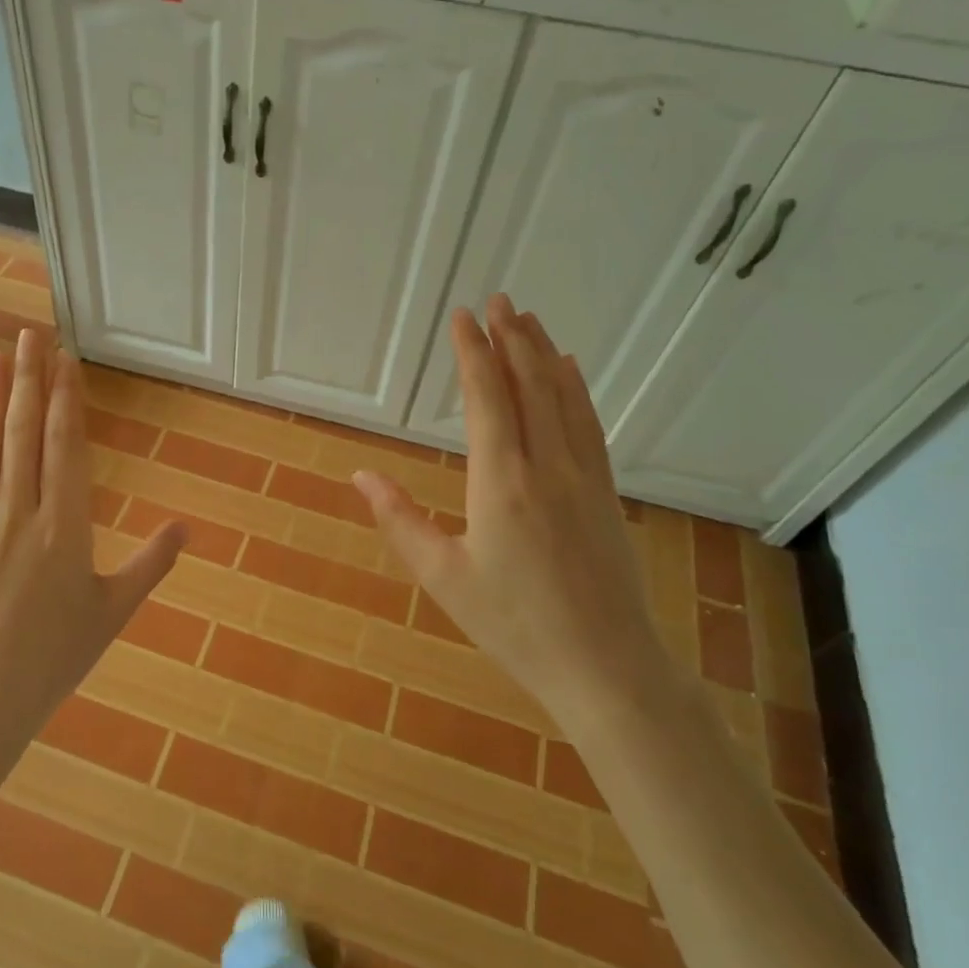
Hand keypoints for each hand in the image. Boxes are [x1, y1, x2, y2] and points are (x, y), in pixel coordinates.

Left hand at [0, 329, 185, 835]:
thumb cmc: (52, 661)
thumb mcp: (110, 613)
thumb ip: (149, 565)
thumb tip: (186, 527)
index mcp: (64, 528)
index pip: (65, 447)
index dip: (66, 399)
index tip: (65, 361)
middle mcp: (18, 513)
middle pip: (23, 433)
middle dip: (31, 380)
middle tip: (32, 335)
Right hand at [352, 296, 663, 717]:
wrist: (607, 668)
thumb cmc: (515, 626)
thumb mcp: (443, 578)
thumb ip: (400, 521)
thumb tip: (361, 477)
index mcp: (501, 484)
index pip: (486, 400)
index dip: (473, 354)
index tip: (462, 317)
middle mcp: (547, 467)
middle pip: (529, 386)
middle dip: (510, 338)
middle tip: (497, 299)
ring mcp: (584, 478)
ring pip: (563, 399)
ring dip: (543, 354)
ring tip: (529, 319)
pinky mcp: (606, 494)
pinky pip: (590, 425)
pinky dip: (576, 389)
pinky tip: (571, 371)